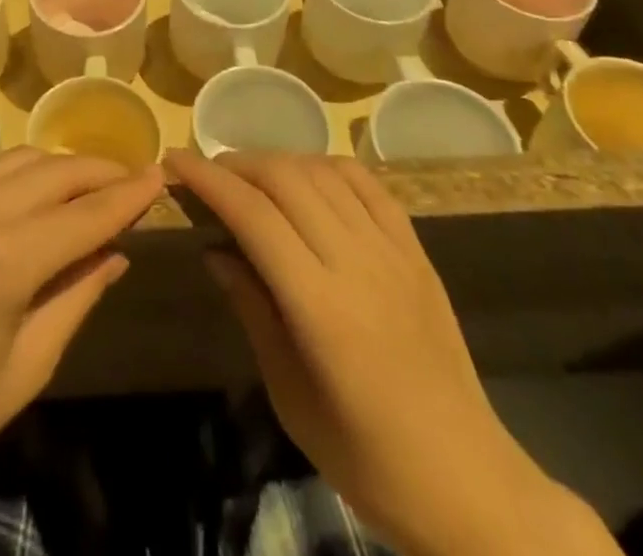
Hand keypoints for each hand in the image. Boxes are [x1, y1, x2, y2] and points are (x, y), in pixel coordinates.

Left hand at [0, 149, 161, 555]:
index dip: (129, 195)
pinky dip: (12, 169)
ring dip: (58, 166)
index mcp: (6, 257)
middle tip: (131, 179)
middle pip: (55, 171)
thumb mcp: (30, 365)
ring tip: (86, 183)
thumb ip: (79, 294)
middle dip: (99, 172)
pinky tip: (26, 188)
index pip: (87, 212)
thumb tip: (118, 249)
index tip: (161, 176)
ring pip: (17, 158)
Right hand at [168, 151, 617, 555]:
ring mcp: (392, 251)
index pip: (253, 216)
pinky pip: (367, 183)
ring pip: (323, 171)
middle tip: (207, 173)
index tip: (174, 161)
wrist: (467, 482)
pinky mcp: (416, 250)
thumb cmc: (365, 456)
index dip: (208, 180)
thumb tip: (215, 249)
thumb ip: (252, 309)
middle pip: (285, 179)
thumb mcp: (290, 394)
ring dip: (277, 161)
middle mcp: (356, 263)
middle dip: (236, 163)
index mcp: (320, 307)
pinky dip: (327, 166)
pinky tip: (308, 178)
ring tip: (250, 176)